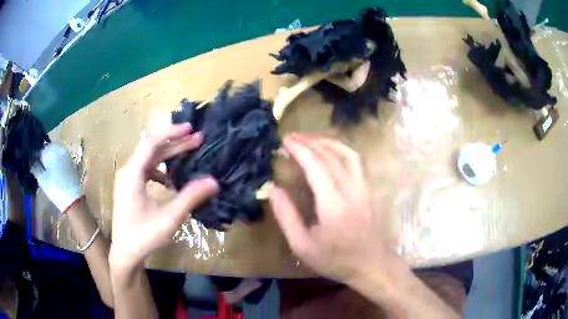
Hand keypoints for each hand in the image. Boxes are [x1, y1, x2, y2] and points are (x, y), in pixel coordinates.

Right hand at [31, 143, 82, 212]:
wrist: (73, 198)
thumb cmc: (55, 188)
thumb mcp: (41, 179)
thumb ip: (35, 167)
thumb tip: (30, 160)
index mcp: (51, 151)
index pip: (40, 148)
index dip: (36, 154)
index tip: (32, 161)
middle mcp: (59, 148)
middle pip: (48, 148)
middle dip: (43, 154)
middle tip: (39, 163)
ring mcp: (66, 153)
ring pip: (54, 150)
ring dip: (50, 155)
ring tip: (46, 166)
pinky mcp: (71, 160)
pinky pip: (61, 155)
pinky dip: (56, 158)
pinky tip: (54, 167)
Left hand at [110, 124, 218, 269]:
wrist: (125, 253)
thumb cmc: (144, 235)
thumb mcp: (169, 218)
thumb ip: (190, 197)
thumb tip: (214, 181)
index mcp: (132, 174)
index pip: (151, 143)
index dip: (171, 133)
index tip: (191, 128)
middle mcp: (127, 171)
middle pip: (152, 149)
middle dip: (175, 143)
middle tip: (197, 139)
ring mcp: (127, 179)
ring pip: (149, 159)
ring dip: (168, 155)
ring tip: (187, 153)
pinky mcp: (129, 187)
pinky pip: (145, 170)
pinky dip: (160, 169)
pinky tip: (170, 179)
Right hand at [269, 134, 392, 282]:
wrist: (371, 265)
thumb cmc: (335, 259)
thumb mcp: (302, 246)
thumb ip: (286, 216)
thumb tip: (272, 188)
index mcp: (333, 205)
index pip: (316, 165)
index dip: (300, 149)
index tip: (285, 141)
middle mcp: (352, 190)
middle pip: (331, 155)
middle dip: (310, 141)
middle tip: (291, 136)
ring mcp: (365, 187)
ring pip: (348, 153)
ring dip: (327, 140)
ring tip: (309, 137)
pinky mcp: (370, 189)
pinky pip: (357, 161)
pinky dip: (342, 149)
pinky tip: (332, 149)